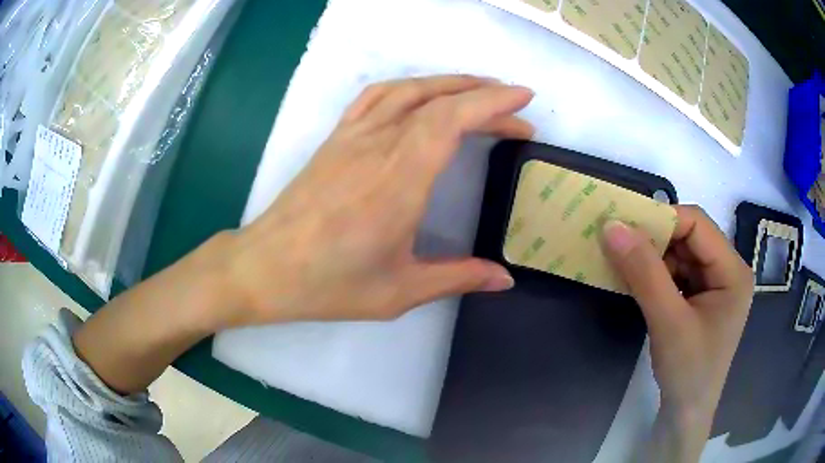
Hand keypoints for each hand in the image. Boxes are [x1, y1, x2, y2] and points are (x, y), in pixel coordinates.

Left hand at [218, 75, 534, 326]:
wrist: (265, 267)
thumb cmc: (329, 284)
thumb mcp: (399, 291)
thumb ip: (457, 278)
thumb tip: (504, 279)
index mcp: (399, 181)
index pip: (452, 120)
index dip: (492, 103)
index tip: (523, 101)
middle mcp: (377, 146)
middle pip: (439, 102)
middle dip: (484, 96)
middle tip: (516, 110)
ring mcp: (353, 137)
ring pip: (408, 90)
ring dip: (449, 83)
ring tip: (479, 90)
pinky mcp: (336, 139)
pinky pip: (375, 97)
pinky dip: (407, 87)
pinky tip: (422, 94)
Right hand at [601, 205, 753, 461]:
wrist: (685, 414)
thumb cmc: (687, 372)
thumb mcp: (668, 322)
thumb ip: (644, 273)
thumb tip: (612, 227)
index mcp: (733, 271)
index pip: (698, 225)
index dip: (662, 220)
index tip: (624, 227)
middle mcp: (727, 270)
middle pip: (689, 237)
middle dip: (655, 241)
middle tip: (620, 245)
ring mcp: (714, 285)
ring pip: (680, 254)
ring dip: (652, 258)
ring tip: (625, 266)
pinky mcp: (700, 298)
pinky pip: (676, 273)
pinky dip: (655, 274)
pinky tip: (637, 283)